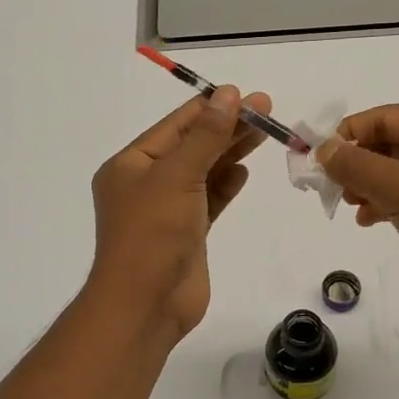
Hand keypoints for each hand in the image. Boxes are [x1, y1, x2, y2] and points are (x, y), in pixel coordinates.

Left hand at [87, 86, 270, 341]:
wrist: (146, 305)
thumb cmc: (152, 234)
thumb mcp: (177, 176)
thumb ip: (206, 136)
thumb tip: (228, 95)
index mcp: (130, 164)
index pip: (175, 126)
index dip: (211, 108)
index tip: (245, 94)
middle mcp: (146, 183)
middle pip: (192, 146)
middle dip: (228, 127)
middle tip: (267, 109)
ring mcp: (167, 210)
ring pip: (204, 172)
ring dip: (231, 152)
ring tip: (266, 132)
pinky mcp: (187, 234)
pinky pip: (209, 200)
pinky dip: (226, 184)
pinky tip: (245, 170)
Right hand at [317, 104, 398, 324]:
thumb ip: (355, 164)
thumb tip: (322, 148)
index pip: (385, 117)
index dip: (347, 134)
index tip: (315, 159)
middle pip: (392, 142)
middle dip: (358, 163)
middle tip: (330, 187)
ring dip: (369, 185)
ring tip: (349, 206)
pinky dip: (388, 203)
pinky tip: (370, 221)